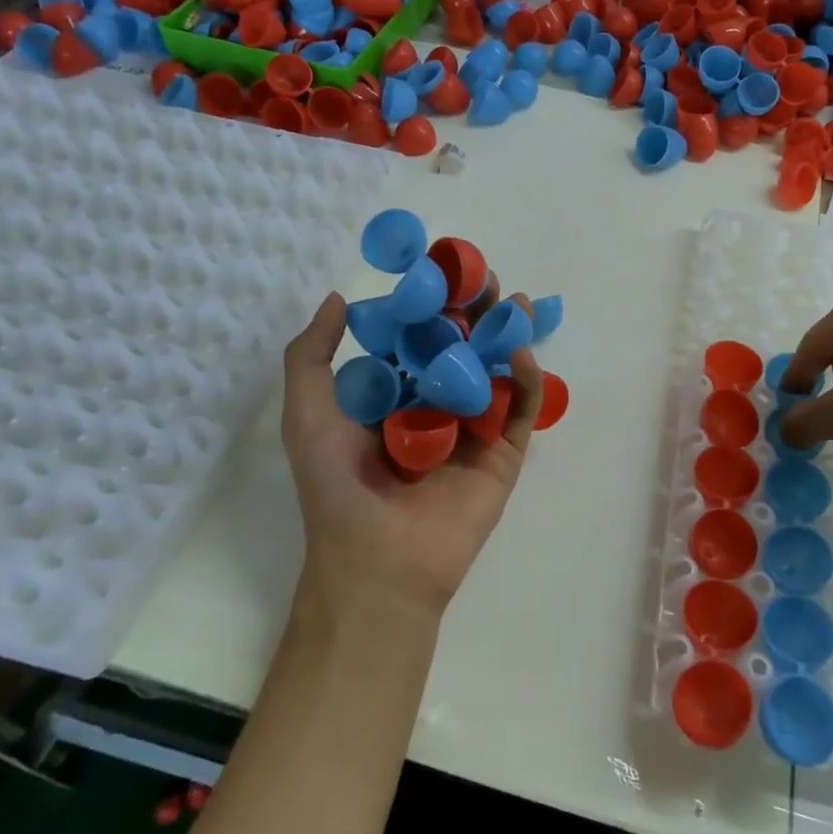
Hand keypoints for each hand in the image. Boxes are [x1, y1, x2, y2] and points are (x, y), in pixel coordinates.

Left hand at [279, 291, 543, 620]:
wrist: (377, 564)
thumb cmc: (337, 487)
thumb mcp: (307, 415)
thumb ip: (311, 356)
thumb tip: (338, 299)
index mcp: (393, 398)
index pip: (418, 340)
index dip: (430, 305)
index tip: (442, 269)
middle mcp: (436, 408)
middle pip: (463, 349)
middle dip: (475, 314)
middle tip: (486, 280)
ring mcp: (473, 431)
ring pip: (496, 374)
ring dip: (507, 336)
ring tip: (517, 302)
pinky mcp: (503, 455)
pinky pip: (519, 412)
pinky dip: (525, 381)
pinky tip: (520, 353)